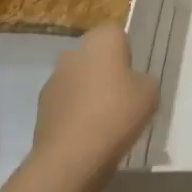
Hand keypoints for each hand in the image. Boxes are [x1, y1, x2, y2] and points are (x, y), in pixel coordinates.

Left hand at [34, 25, 158, 183]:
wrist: (70, 157)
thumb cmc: (117, 114)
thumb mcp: (150, 93)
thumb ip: (144, 80)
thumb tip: (134, 83)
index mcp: (102, 39)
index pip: (117, 34)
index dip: (127, 54)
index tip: (134, 77)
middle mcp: (74, 51)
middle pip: (95, 56)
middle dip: (105, 72)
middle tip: (122, 98)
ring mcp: (54, 79)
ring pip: (78, 79)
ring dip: (88, 92)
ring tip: (104, 122)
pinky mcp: (40, 107)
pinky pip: (66, 103)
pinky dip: (74, 113)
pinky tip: (86, 135)